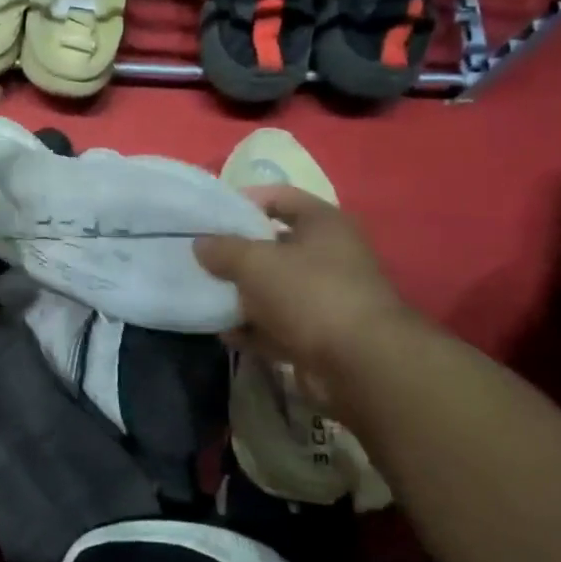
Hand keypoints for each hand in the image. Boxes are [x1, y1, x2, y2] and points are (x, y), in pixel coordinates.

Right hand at [194, 186, 420, 409]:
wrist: (360, 363)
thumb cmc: (310, 294)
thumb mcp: (256, 263)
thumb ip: (223, 249)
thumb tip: (200, 244)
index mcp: (324, 224)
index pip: (280, 197)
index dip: (245, 201)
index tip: (211, 214)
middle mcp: (329, 256)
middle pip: (274, 246)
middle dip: (237, 254)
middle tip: (201, 258)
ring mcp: (326, 298)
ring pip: (274, 289)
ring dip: (242, 295)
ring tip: (206, 296)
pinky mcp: (320, 335)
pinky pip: (278, 325)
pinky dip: (253, 329)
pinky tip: (225, 333)